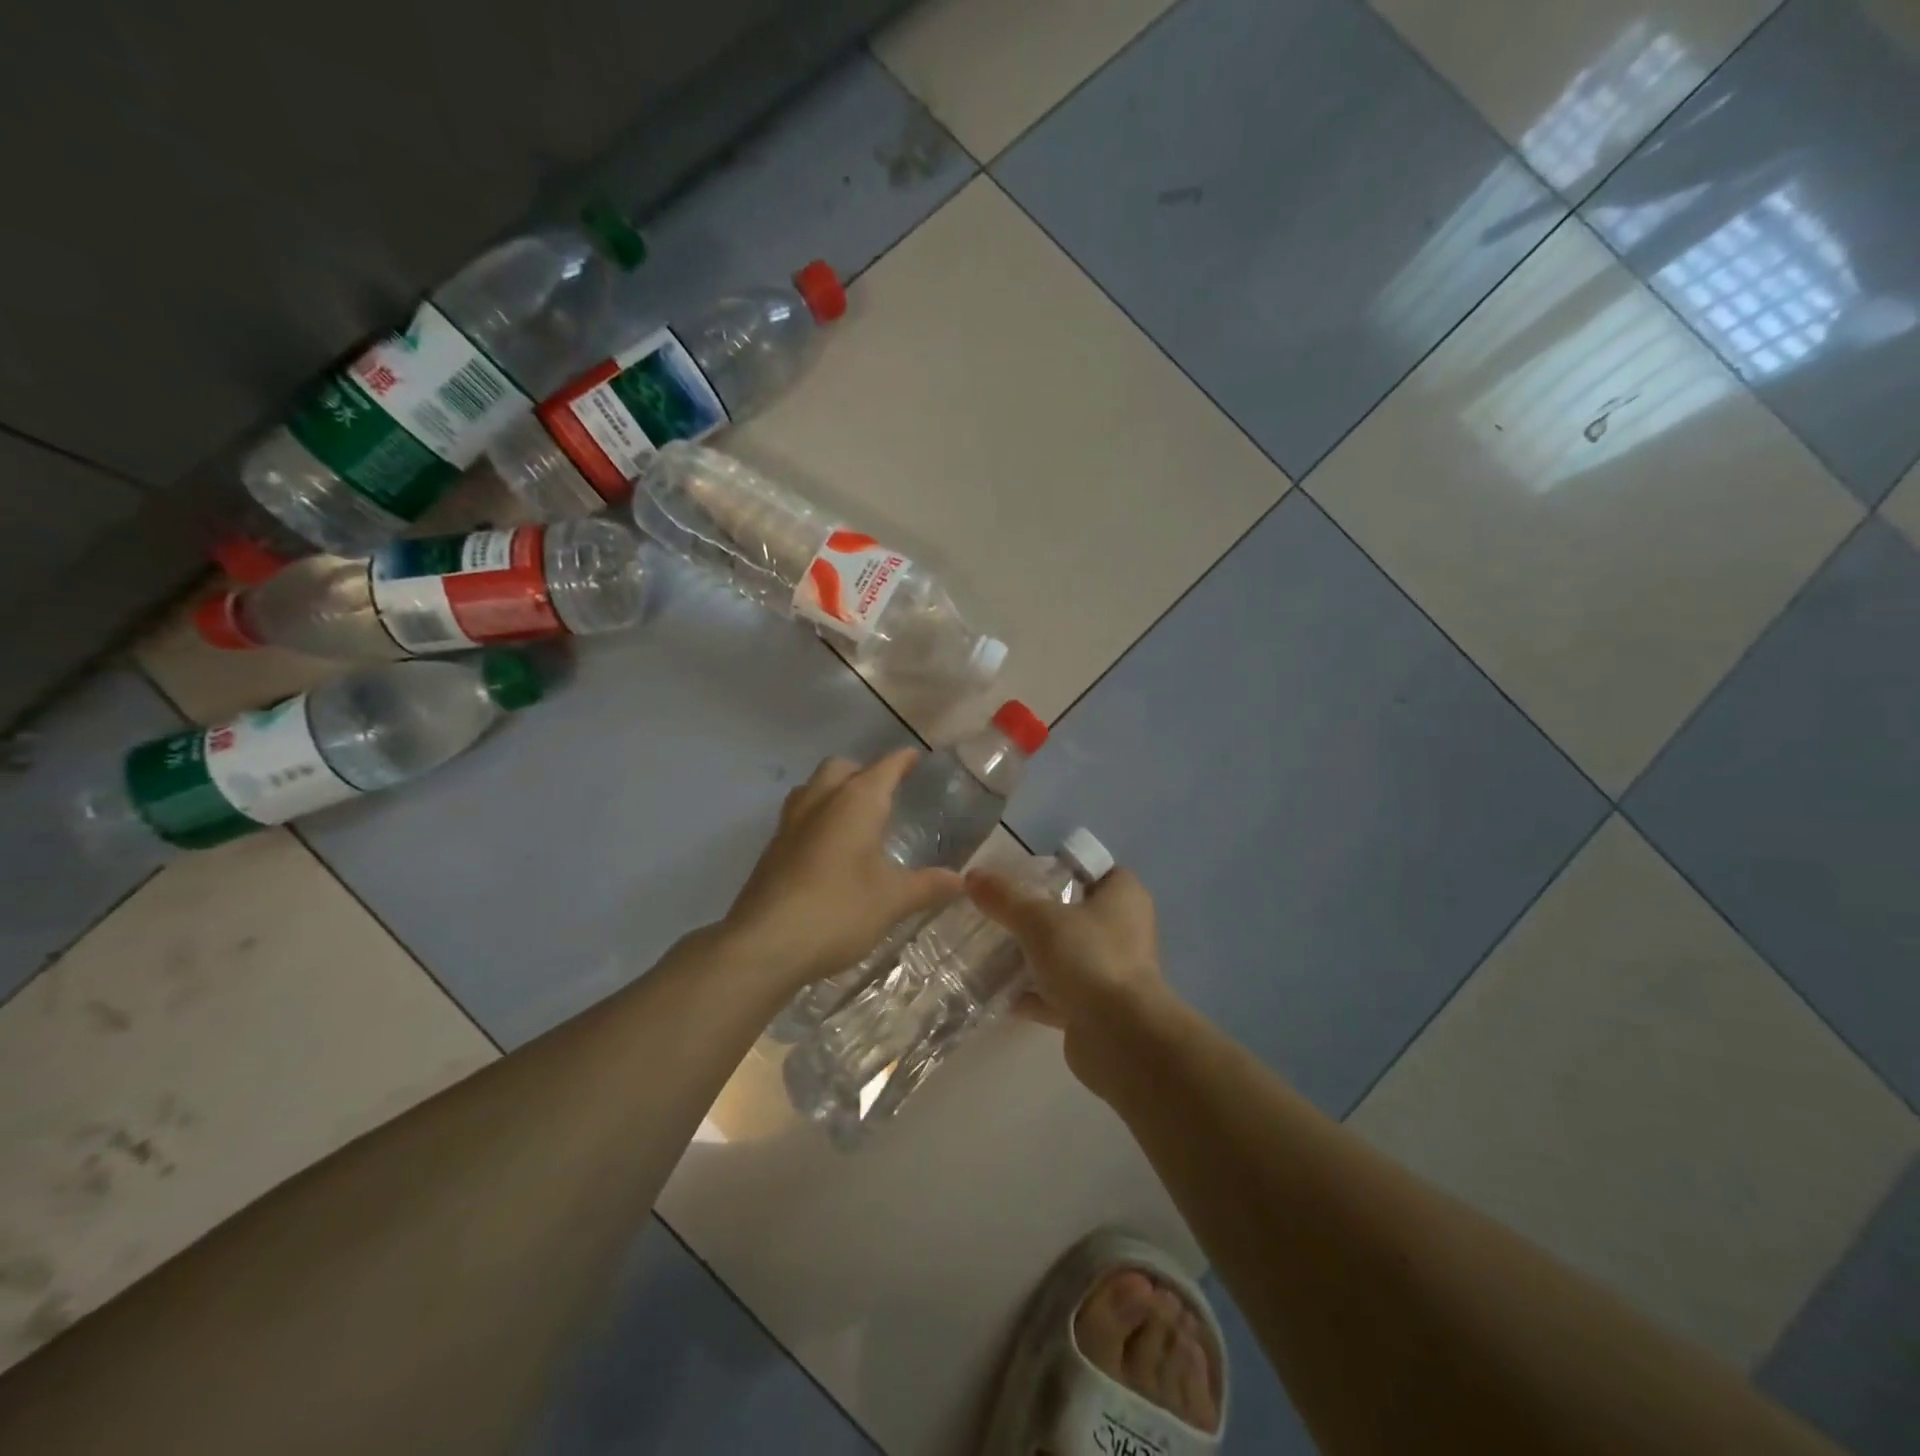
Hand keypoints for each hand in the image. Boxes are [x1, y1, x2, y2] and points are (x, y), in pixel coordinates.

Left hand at [721, 750, 965, 990]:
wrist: (765, 944)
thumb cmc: (839, 910)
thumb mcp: (893, 900)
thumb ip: (927, 885)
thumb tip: (959, 880)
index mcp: (856, 802)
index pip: (884, 768)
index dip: (902, 761)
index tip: (914, 757)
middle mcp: (820, 801)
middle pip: (840, 768)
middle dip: (862, 772)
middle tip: (883, 791)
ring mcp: (790, 824)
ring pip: (812, 789)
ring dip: (833, 792)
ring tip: (854, 817)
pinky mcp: (772, 850)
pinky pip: (798, 818)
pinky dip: (817, 820)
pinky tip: (829, 851)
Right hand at [965, 865, 1173, 1093]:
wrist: (1121, 1038)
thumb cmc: (1088, 958)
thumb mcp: (1038, 919)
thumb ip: (1005, 897)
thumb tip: (973, 875)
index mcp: (1123, 896)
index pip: (1090, 869)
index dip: (1057, 867)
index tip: (1020, 874)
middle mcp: (1123, 930)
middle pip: (1073, 912)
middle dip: (1036, 913)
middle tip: (996, 910)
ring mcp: (1111, 971)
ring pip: (1064, 954)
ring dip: (1031, 955)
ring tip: (988, 949)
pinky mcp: (1096, 1008)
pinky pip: (1058, 992)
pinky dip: (1031, 992)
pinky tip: (996, 991)